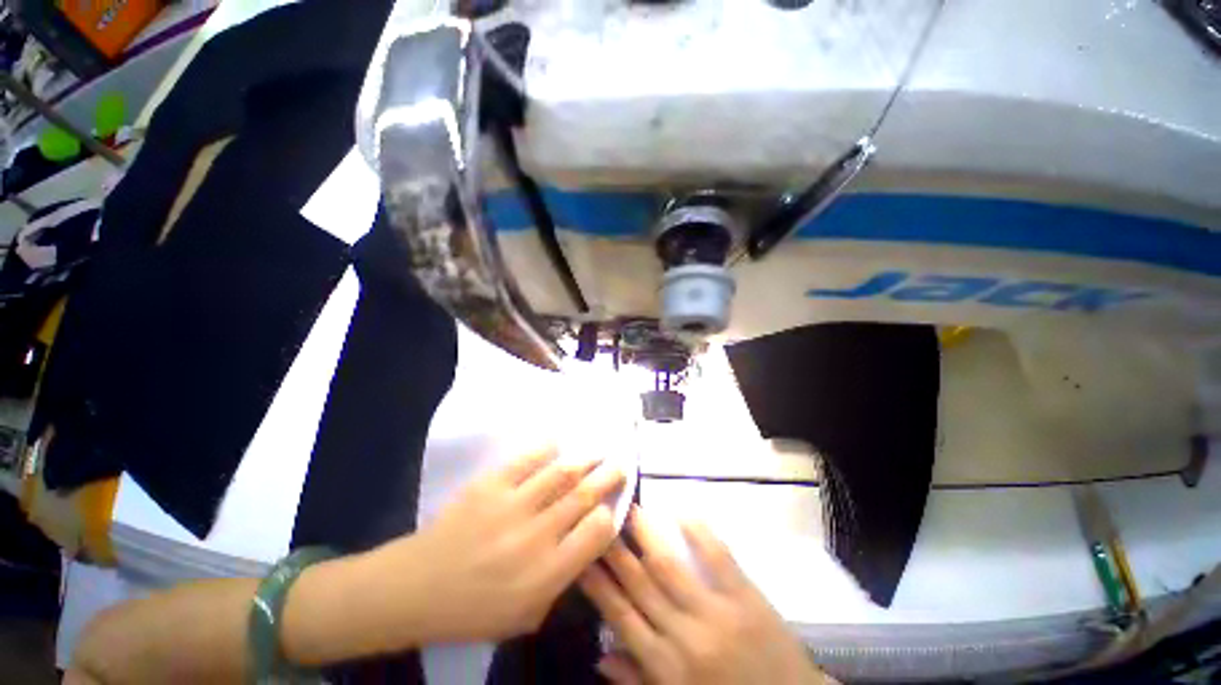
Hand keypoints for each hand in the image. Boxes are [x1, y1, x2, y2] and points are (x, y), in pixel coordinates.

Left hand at [385, 446, 624, 642]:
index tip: (614, 504)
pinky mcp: (490, 485)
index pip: (595, 533)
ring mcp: (512, 506)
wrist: (416, 588)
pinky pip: (526, 460)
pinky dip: (546, 448)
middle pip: (584, 496)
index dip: (610, 514)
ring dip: (585, 459)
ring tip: (598, 451)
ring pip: (561, 473)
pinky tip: (558, 443)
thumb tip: (585, 542)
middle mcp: (535, 536)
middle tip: (622, 463)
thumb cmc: (473, 611)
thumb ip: (562, 581)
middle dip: (608, 477)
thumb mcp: (526, 616)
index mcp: (546, 574)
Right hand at [580, 506, 831, 684]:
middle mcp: (683, 635)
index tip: (582, 553)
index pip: (620, 616)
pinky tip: (682, 512)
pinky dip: (699, 533)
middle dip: (615, 549)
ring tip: (629, 508)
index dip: (597, 582)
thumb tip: (600, 655)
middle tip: (599, 517)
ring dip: (647, 534)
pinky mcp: (745, 597)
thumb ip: (637, 680)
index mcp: (664, 666)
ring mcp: (716, 613)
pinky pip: (718, 558)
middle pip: (639, 583)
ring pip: (669, 566)